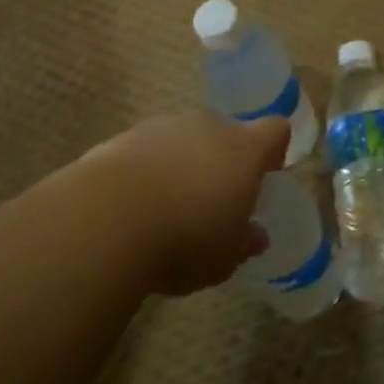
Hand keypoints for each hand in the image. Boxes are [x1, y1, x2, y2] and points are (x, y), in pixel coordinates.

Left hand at [75, 111, 287, 295]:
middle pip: (228, 133)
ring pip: (187, 139)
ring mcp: (166, 126)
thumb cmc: (185, 239)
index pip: (276, 131)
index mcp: (246, 149)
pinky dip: (149, 169)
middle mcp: (210, 126)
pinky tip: (135, 206)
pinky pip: (149, 149)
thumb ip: (245, 242)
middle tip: (214, 201)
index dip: (274, 151)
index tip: (265, 178)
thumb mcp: (225, 257)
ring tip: (169, 207)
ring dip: (185, 163)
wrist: (107, 219)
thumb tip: (256, 236)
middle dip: (224, 161)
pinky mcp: (126, 136)